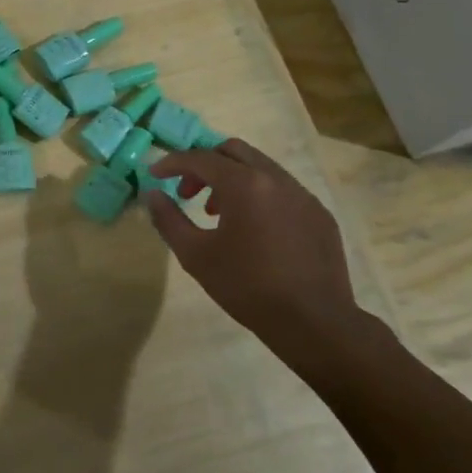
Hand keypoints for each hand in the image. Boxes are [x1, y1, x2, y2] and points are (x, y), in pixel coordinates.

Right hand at [144, 139, 392, 375]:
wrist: (313, 322)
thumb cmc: (247, 287)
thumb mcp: (195, 256)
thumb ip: (169, 219)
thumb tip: (152, 194)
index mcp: (245, 184)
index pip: (201, 158)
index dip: (173, 162)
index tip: (155, 174)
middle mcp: (276, 179)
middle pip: (233, 151)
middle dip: (205, 165)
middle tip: (187, 193)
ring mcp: (303, 194)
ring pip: (260, 168)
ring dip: (232, 180)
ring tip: (218, 215)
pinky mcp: (319, 213)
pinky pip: (283, 190)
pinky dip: (259, 196)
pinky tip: (254, 231)